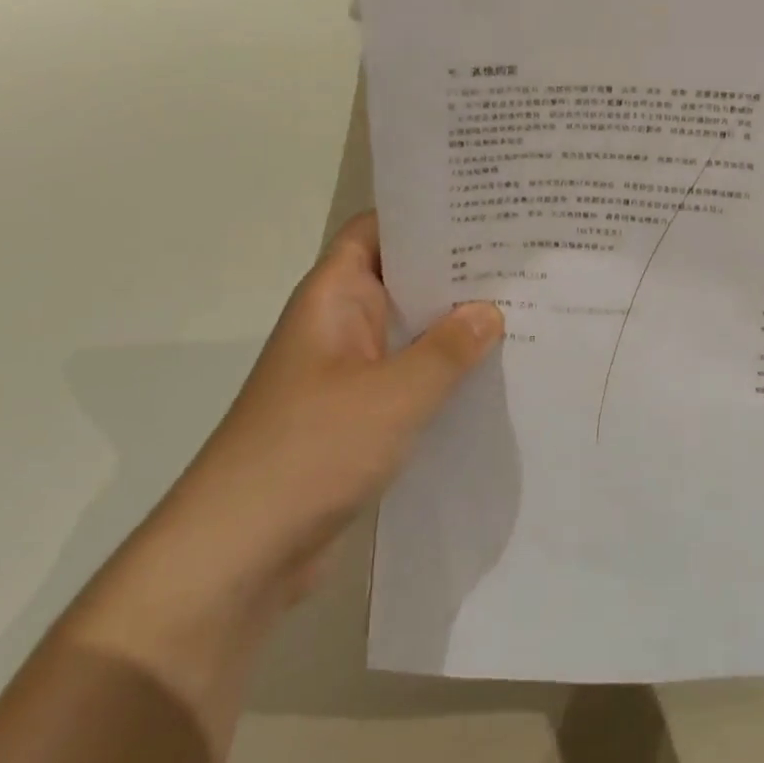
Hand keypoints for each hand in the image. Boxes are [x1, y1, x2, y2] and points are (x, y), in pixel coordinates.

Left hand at [144, 211, 504, 609]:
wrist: (239, 554)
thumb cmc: (311, 451)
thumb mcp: (393, 395)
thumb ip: (447, 349)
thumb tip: (490, 310)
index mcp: (334, 298)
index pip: (379, 231)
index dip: (426, 215)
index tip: (486, 209)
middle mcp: (340, 325)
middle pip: (401, 279)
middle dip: (456, 270)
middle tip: (523, 259)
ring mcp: (348, 372)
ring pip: (409, 331)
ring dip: (454, 325)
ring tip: (524, 308)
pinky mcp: (358, 416)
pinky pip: (409, 377)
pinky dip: (443, 372)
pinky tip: (493, 374)